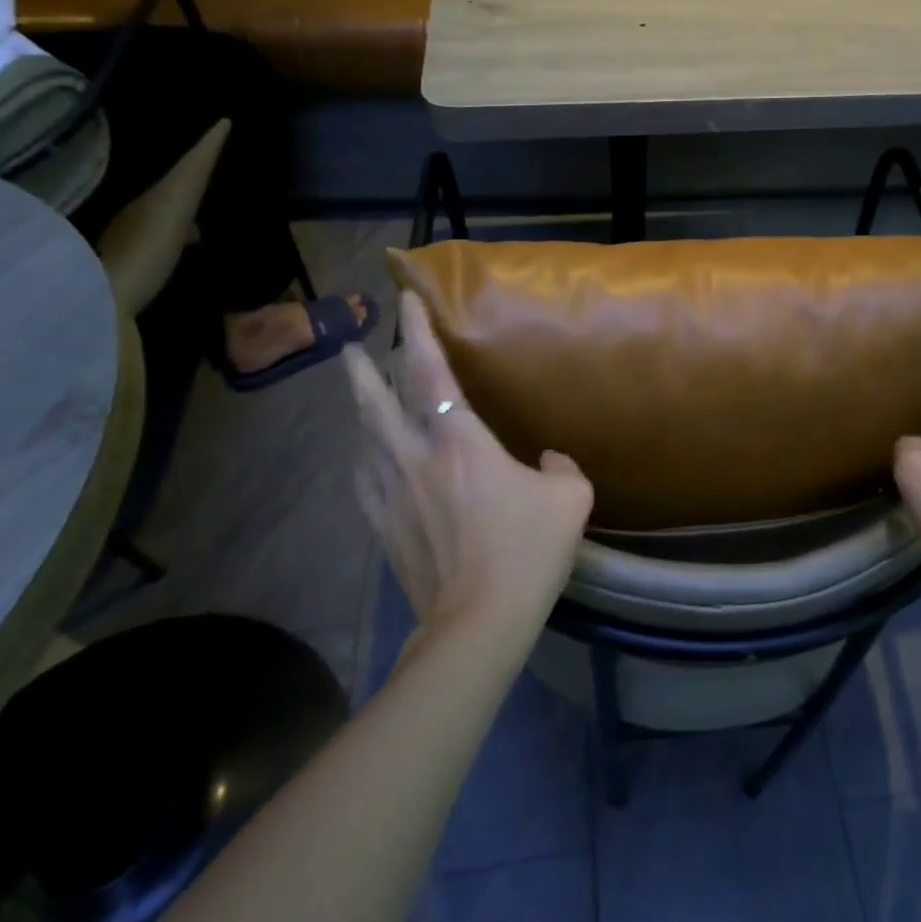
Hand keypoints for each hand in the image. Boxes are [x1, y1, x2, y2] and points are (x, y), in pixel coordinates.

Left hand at [345, 293, 594, 636]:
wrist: (478, 621)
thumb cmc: (527, 550)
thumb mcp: (571, 499)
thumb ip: (562, 466)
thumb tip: (549, 460)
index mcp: (459, 440)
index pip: (431, 371)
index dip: (417, 331)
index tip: (405, 301)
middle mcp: (415, 456)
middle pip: (376, 401)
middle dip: (361, 369)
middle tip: (349, 347)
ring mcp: (393, 494)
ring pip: (364, 439)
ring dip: (360, 412)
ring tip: (360, 398)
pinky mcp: (384, 528)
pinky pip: (365, 483)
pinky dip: (364, 461)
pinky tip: (367, 463)